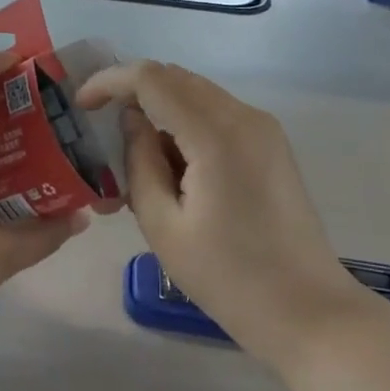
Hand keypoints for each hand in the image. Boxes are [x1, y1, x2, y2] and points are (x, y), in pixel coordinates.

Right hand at [78, 61, 365, 366]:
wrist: (308, 312)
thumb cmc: (228, 278)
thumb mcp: (163, 226)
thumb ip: (139, 162)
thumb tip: (132, 121)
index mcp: (216, 135)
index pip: (151, 78)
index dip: (109, 81)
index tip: (81, 106)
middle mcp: (244, 117)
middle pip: (174, 78)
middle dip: (132, 92)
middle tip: (101, 129)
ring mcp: (263, 128)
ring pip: (195, 92)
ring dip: (159, 108)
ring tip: (136, 156)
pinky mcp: (270, 144)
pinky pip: (216, 112)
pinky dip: (184, 122)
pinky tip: (173, 165)